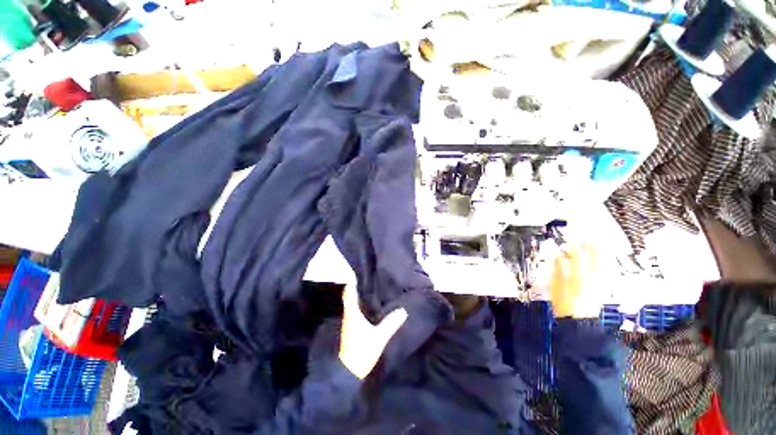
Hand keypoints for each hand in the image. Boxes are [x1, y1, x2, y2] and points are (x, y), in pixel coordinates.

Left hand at [338, 284, 407, 379]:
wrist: (350, 372)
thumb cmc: (362, 351)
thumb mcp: (379, 337)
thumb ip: (390, 323)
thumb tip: (403, 310)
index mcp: (352, 313)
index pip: (350, 292)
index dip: (353, 282)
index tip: (360, 272)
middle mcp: (350, 315)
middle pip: (351, 296)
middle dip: (358, 287)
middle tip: (371, 279)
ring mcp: (350, 322)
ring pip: (354, 304)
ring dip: (360, 296)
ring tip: (373, 289)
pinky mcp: (353, 329)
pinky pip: (357, 311)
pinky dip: (362, 306)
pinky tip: (372, 306)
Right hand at [550, 244, 602, 318]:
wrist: (578, 321)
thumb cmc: (565, 304)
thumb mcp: (556, 285)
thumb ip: (558, 268)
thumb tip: (558, 257)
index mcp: (578, 274)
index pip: (577, 253)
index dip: (571, 246)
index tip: (566, 245)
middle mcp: (592, 275)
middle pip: (594, 255)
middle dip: (588, 246)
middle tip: (583, 242)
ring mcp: (599, 281)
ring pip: (603, 261)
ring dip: (598, 253)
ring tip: (594, 247)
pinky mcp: (603, 287)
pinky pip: (606, 270)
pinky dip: (604, 263)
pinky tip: (602, 261)